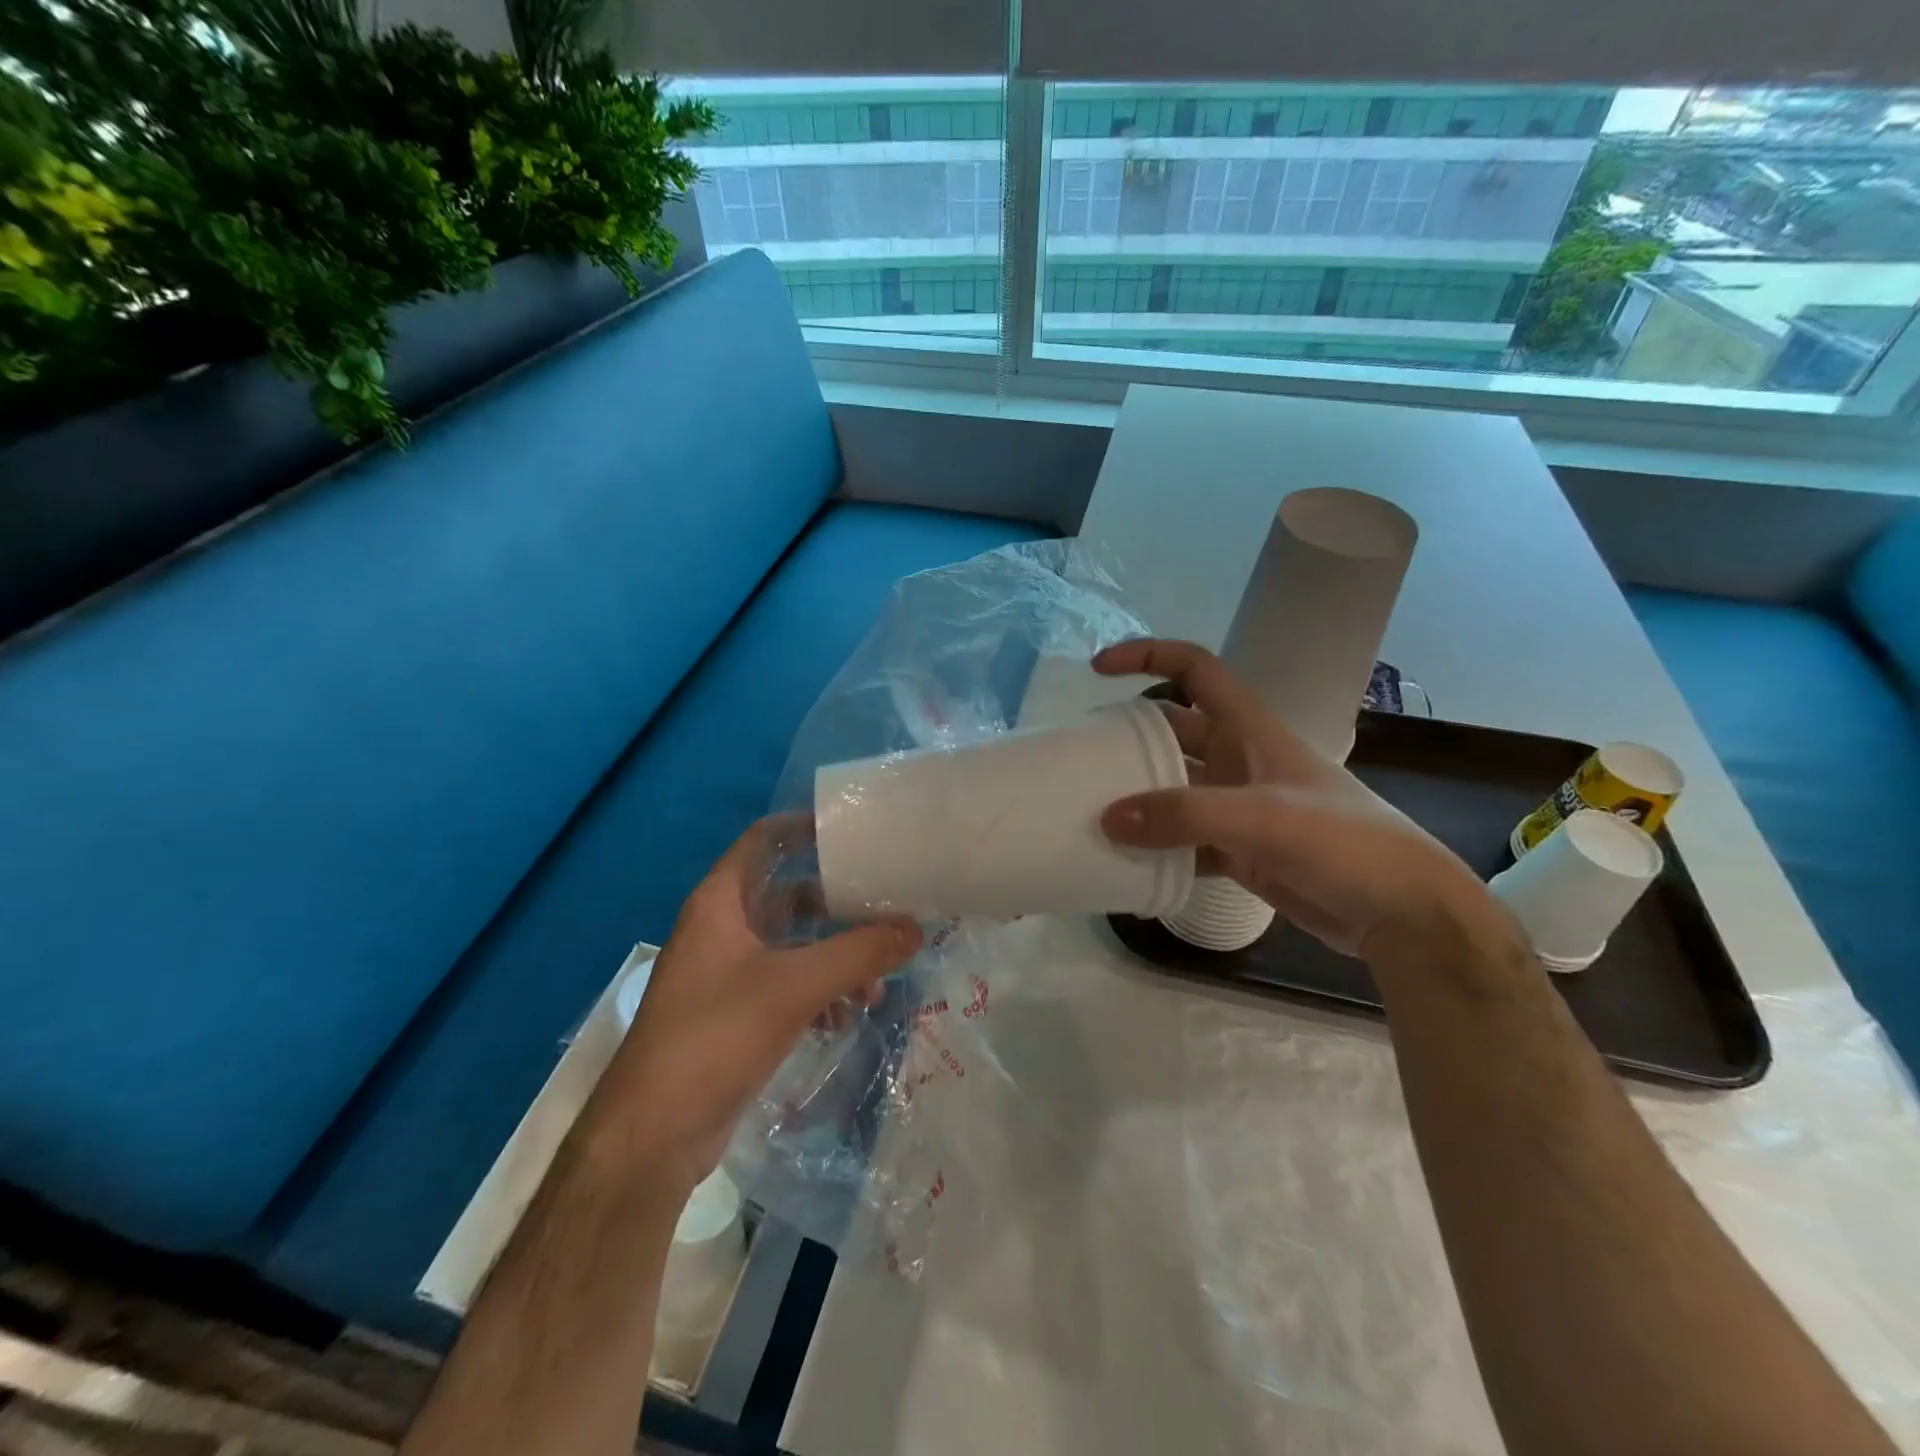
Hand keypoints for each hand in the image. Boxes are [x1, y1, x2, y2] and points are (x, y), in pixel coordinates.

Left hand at [580, 817, 921, 1196]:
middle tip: (887, 904)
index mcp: (721, 901)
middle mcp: (723, 927)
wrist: (653, 1135)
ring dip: (836, 955)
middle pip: (789, 894)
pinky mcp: (738, 1013)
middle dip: (838, 903)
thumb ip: (859, 953)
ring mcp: (729, 972)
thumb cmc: (715, 1035)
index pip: (764, 839)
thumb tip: (917, 928)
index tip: (855, 828)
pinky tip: (848, 1015)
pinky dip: (821, 991)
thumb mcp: (794, 986)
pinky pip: (789, 984)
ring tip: (877, 978)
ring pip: (794, 944)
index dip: (805, 827)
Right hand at [1095, 639, 1498, 956]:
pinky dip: (1158, 853)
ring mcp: (1240, 808)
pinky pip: (1185, 842)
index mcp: (1249, 729)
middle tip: (1079, 759)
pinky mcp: (1241, 852)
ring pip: (1174, 791)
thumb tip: (1107, 818)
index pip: (1196, 670)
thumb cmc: (1342, 842)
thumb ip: (1182, 815)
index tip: (1099, 669)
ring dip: (1138, 800)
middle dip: (1128, 738)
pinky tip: (1127, 870)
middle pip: (1173, 732)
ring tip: (1090, 814)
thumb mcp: (1260, 817)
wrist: (1402, 911)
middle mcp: (1240, 760)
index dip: (1148, 656)